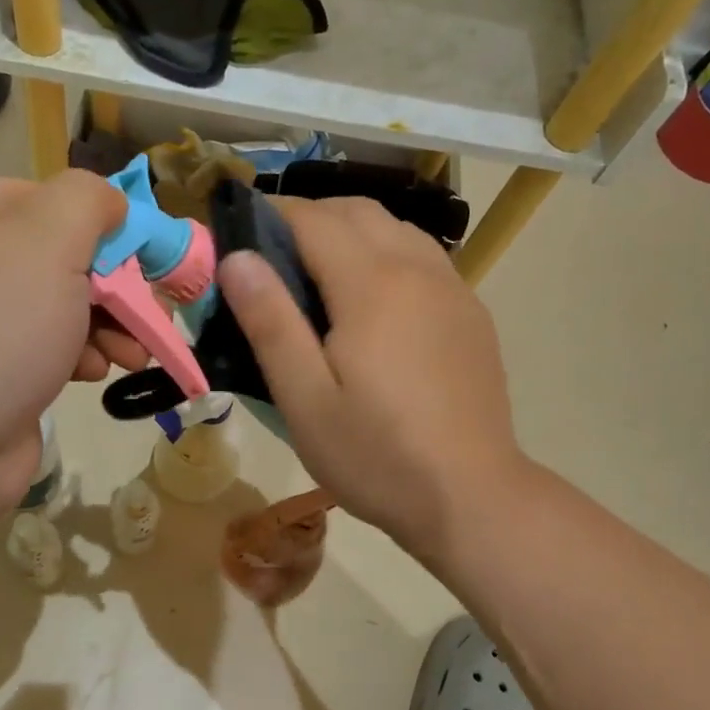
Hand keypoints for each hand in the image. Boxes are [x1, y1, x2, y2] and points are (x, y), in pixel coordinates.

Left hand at [0, 172, 142, 508]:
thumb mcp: (49, 242)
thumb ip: (89, 201)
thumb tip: (111, 204)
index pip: (55, 199)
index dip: (108, 228)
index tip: (147, 265)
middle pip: (64, 253)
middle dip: (116, 287)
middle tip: (150, 316)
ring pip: (64, 301)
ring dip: (109, 325)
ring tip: (133, 354)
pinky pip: (49, 342)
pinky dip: (79, 354)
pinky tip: (93, 373)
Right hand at [216, 198, 524, 565]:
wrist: (472, 498)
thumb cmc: (377, 455)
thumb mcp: (305, 400)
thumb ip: (270, 323)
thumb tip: (237, 258)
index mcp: (372, 286)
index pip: (315, 219)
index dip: (273, 215)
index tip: (243, 233)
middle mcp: (418, 270)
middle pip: (359, 212)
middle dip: (312, 217)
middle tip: (276, 257)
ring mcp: (454, 290)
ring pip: (397, 230)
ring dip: (353, 232)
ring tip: (321, 276)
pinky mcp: (472, 314)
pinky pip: (424, 259)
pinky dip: (388, 255)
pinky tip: (375, 304)